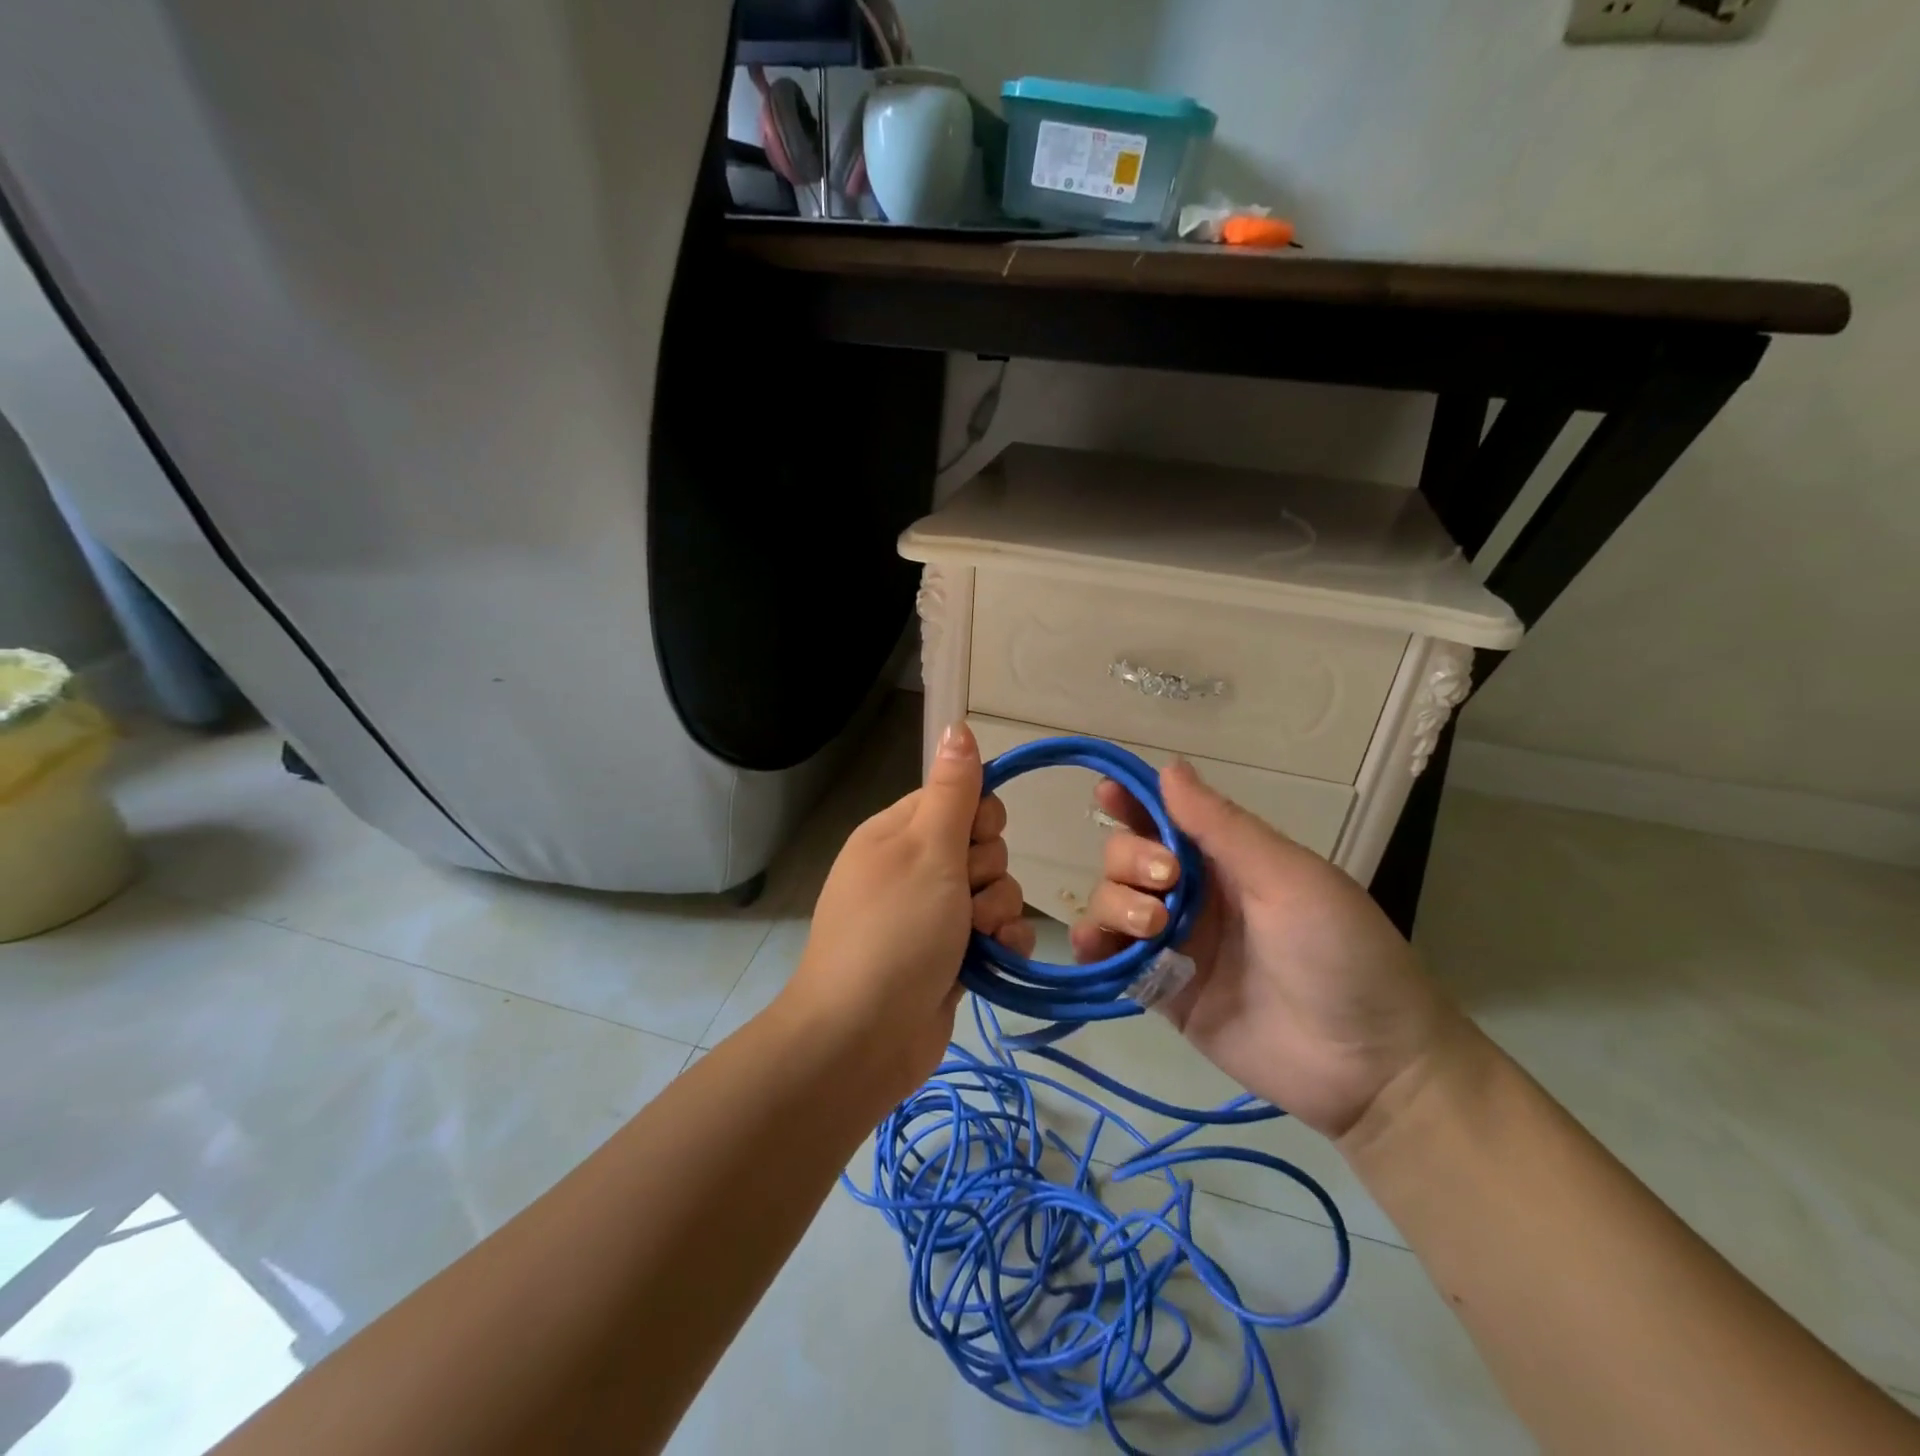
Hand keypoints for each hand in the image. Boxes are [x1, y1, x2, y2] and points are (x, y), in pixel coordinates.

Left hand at [777, 721, 1035, 1107]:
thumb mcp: (925, 850)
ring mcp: (931, 914)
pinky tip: (996, 957)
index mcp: (897, 833)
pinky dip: (1002, 942)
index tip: (972, 842)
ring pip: (994, 889)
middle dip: (987, 871)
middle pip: (981, 844)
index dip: (977, 818)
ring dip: (996, 911)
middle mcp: (914, 868)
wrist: (863, 1039)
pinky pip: (995, 931)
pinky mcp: (950, 955)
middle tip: (962, 898)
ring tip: (973, 938)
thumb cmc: (894, 932)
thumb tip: (956, 724)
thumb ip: (952, 790)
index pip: (957, 798)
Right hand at [1068, 759, 1463, 1141]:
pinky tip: (1096, 945)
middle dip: (1130, 859)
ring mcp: (1175, 944)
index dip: (1133, 801)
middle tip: (1165, 881)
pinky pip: (1110, 959)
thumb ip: (1223, 827)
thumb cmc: (1341, 953)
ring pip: (1112, 902)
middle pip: (1128, 857)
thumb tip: (1168, 767)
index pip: (1166, 818)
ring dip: (1115, 902)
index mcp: (1228, 860)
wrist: (1369, 1067)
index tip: (1106, 794)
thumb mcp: (1289, 878)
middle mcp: (1193, 895)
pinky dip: (1093, 946)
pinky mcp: (1161, 991)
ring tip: (1153, 928)